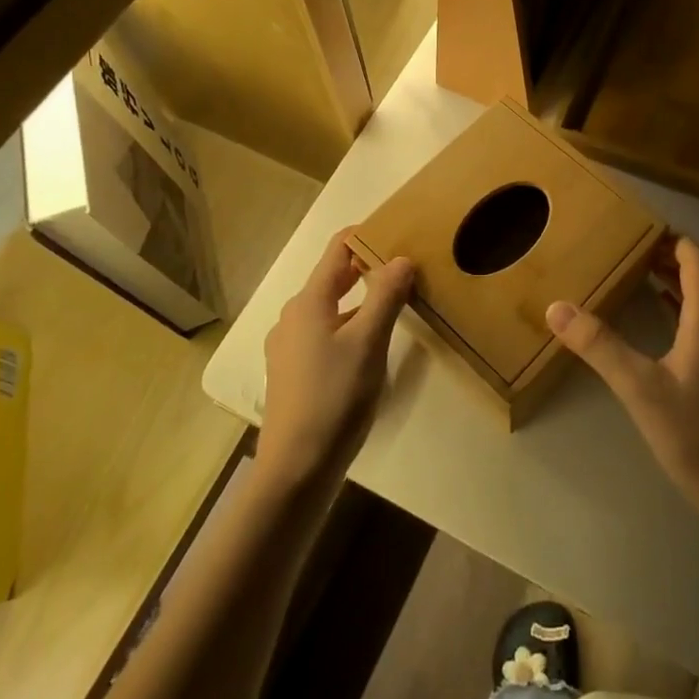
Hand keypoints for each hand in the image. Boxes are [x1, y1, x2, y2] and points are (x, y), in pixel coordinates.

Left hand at [258, 235, 414, 492]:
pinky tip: (372, 344)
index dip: (366, 235)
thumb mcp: (368, 343)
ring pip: (331, 308)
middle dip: (368, 267)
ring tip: (397, 303)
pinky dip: (351, 325)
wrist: (296, 468)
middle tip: (407, 266)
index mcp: (309, 302)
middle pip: (334, 278)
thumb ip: (385, 296)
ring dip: (362, 299)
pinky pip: (327, 333)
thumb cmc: (334, 397)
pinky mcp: (295, 372)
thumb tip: (401, 258)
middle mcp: (294, 316)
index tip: (400, 230)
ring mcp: (291, 346)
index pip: (337, 249)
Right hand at [546, 235, 698, 519]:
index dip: (673, 240)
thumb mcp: (638, 387)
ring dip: (684, 278)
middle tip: (637, 248)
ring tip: (646, 271)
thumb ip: (598, 345)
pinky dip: (689, 304)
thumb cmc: (694, 433)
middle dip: (676, 255)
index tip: (640, 229)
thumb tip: (557, 308)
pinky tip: (665, 315)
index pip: (698, 260)